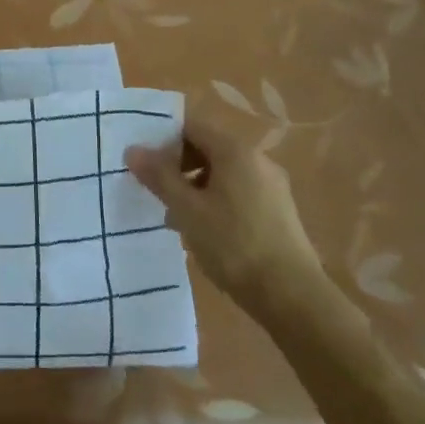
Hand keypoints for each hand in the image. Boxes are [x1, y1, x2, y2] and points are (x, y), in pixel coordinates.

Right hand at [125, 110, 326, 310]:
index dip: (163, 139)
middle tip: (156, 192)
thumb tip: (133, 150)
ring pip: (221, 174)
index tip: (144, 164)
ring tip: (175, 218)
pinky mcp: (277, 212)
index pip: (191, 126)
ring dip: (194, 188)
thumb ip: (159, 176)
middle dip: (177, 166)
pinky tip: (203, 232)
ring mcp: (271, 187)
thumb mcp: (187, 210)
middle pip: (207, 148)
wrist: (292, 297)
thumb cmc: (233, 245)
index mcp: (235, 151)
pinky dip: (215, 202)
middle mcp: (257, 160)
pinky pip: (237, 193)